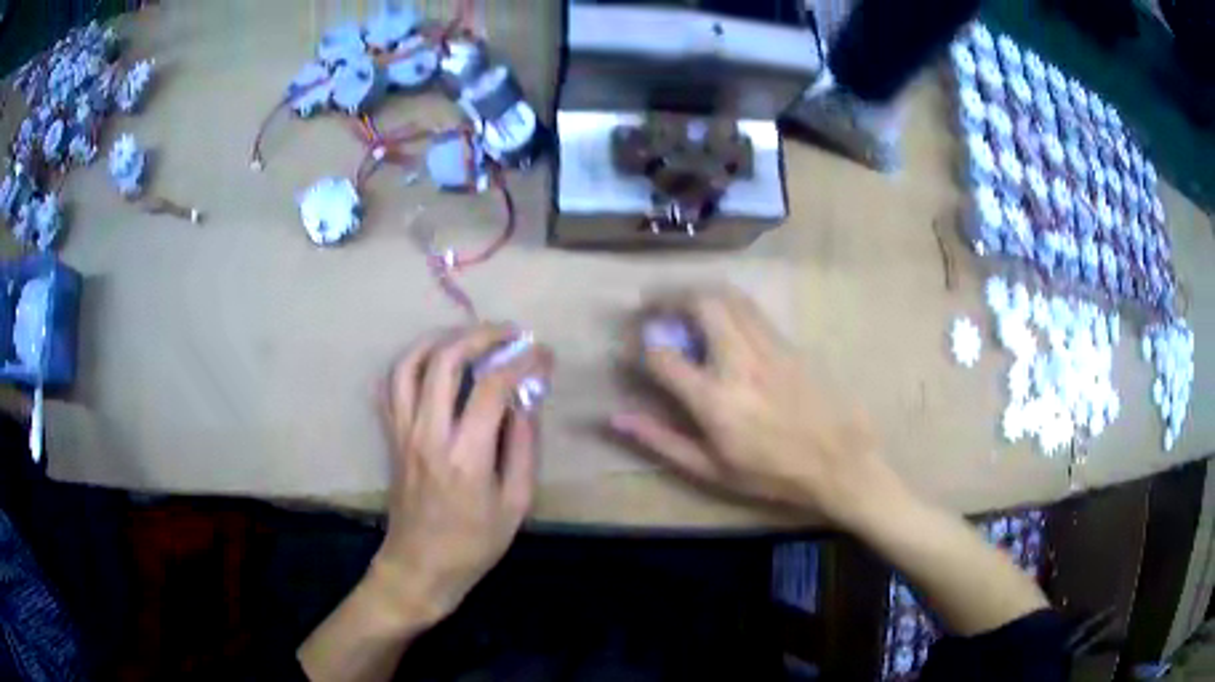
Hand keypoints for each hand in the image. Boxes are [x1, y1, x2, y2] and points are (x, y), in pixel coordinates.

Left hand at [371, 324, 553, 625]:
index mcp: (465, 457)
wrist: (420, 565)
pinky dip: (411, 362)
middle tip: (508, 333)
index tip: (542, 354)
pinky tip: (434, 361)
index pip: (491, 387)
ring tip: (469, 337)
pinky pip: (392, 384)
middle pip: (444, 360)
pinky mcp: (390, 435)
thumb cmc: (474, 543)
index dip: (521, 362)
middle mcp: (427, 434)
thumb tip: (527, 398)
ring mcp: (402, 432)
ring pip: (409, 363)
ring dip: (440, 339)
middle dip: (480, 335)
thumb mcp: (516, 503)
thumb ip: (523, 446)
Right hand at [610, 288, 889, 524]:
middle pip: (700, 303)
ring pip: (729, 296)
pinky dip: (726, 302)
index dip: (636, 346)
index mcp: (715, 399)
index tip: (626, 347)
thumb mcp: (711, 469)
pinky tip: (720, 316)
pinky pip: (751, 309)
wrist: (839, 461)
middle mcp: (740, 362)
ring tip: (681, 302)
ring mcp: (768, 347)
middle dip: (667, 296)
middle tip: (650, 305)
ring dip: (698, 291)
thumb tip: (616, 418)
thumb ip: (661, 440)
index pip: (663, 356)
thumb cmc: (772, 474)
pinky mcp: (789, 343)